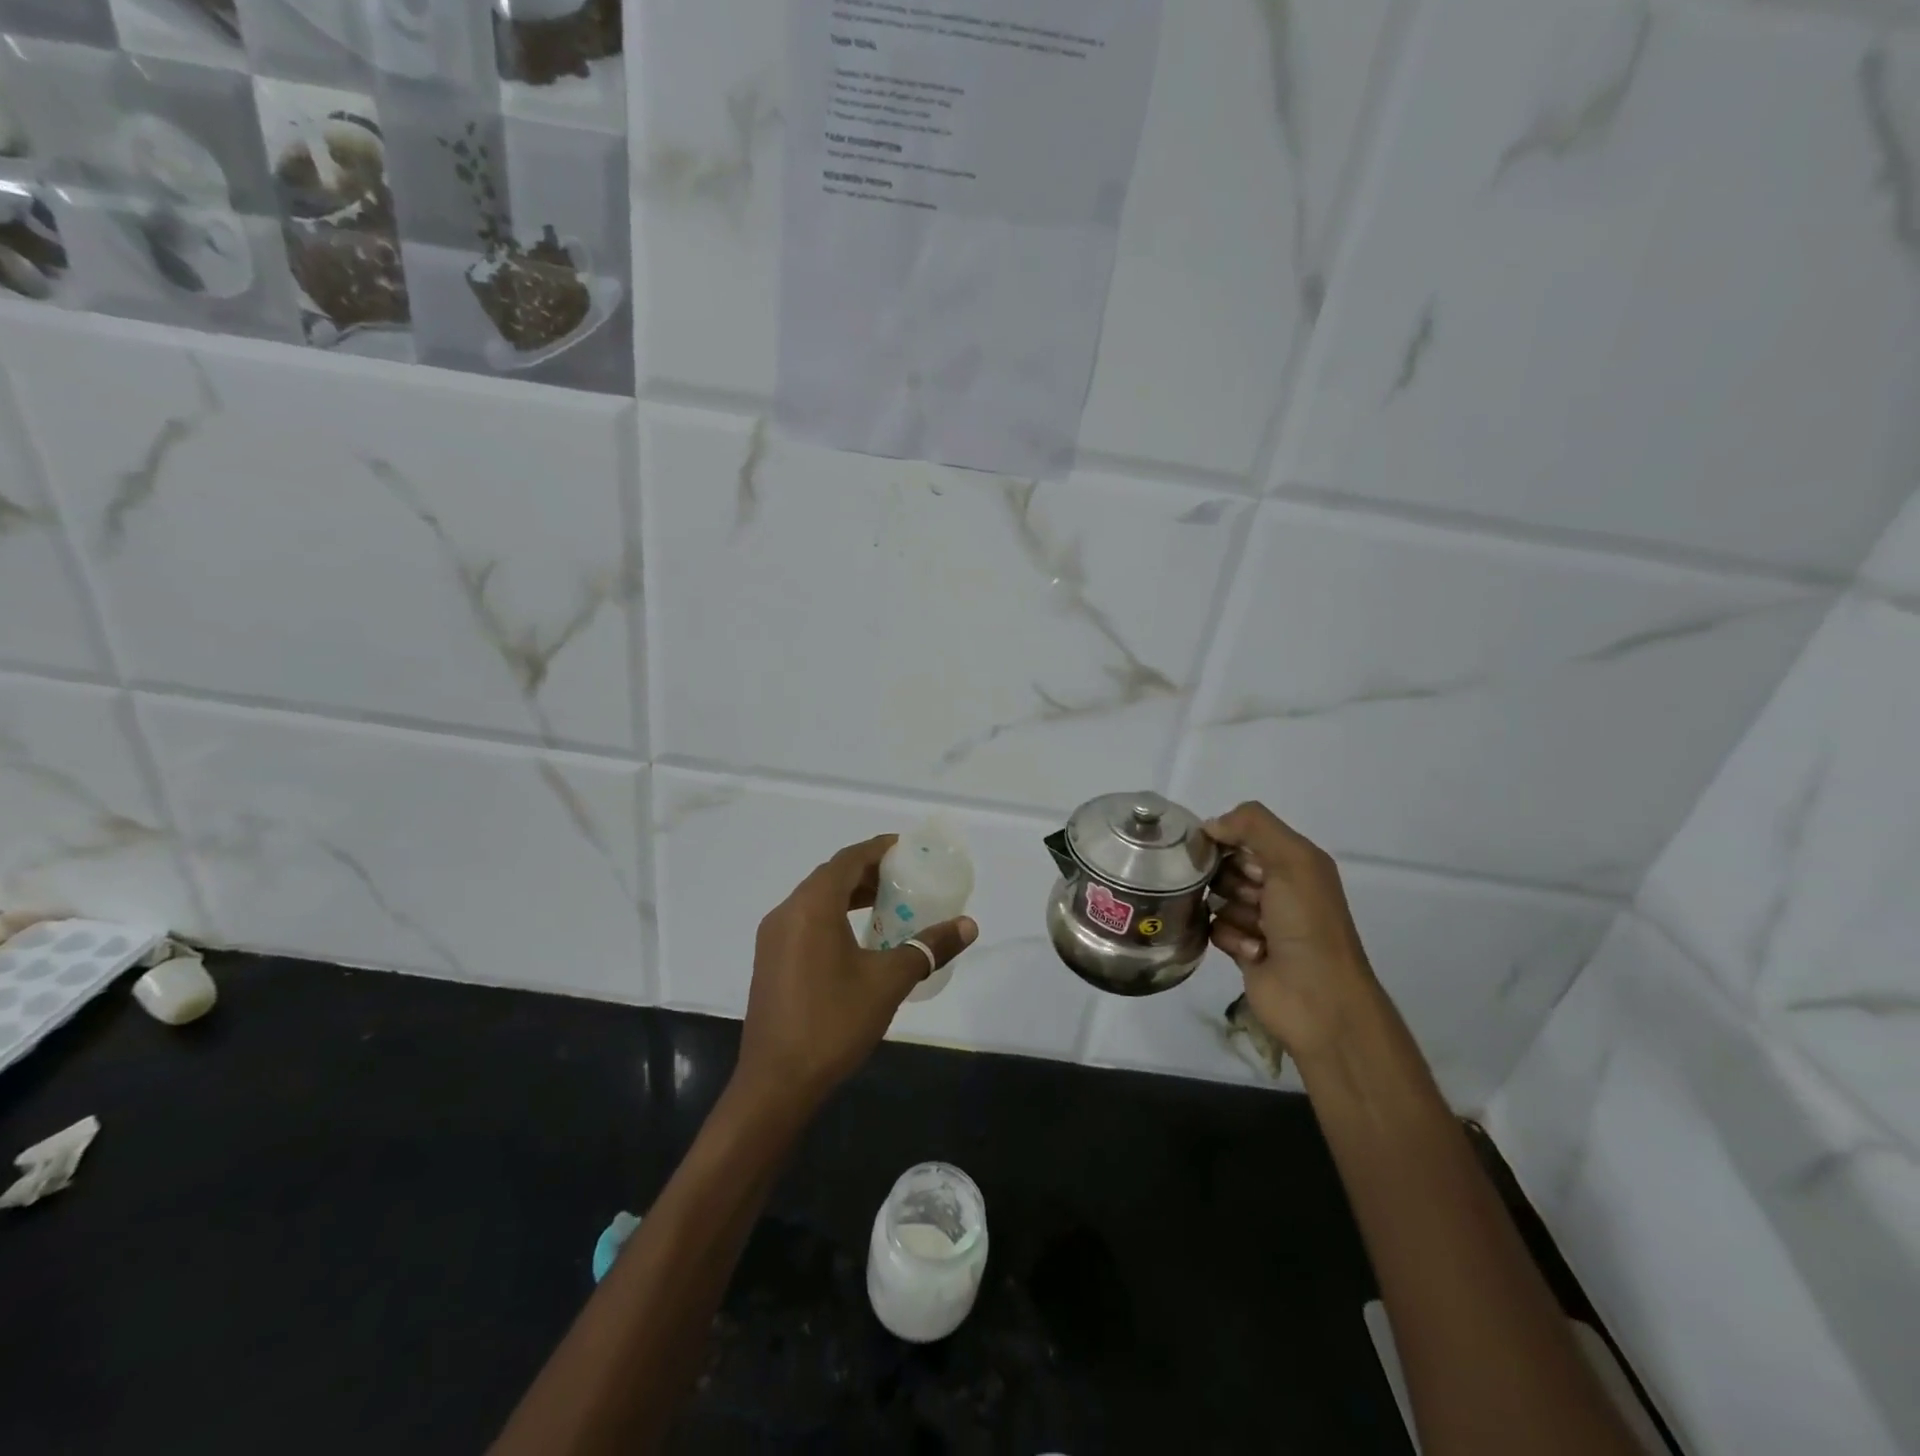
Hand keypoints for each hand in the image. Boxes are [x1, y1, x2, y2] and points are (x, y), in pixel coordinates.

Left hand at [735, 835, 977, 1112]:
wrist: (776, 1084)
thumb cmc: (833, 1023)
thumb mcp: (889, 982)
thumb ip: (928, 947)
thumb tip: (968, 925)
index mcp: (811, 907)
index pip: (848, 859)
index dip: (878, 848)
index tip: (907, 848)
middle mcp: (786, 912)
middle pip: (830, 876)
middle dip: (867, 871)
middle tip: (905, 878)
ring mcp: (773, 938)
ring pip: (815, 900)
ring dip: (850, 895)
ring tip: (887, 904)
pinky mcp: (770, 961)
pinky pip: (805, 921)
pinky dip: (833, 916)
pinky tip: (858, 939)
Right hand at [1204, 803, 1374, 1061]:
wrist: (1319, 999)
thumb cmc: (1309, 924)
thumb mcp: (1292, 861)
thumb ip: (1253, 826)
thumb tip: (1210, 825)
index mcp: (1295, 862)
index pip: (1244, 834)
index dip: (1225, 839)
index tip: (1212, 850)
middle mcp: (1278, 887)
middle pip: (1226, 866)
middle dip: (1227, 878)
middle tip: (1248, 895)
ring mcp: (1260, 920)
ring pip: (1218, 898)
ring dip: (1231, 912)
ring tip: (1255, 930)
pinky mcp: (1243, 949)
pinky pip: (1215, 928)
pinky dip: (1229, 938)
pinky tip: (1252, 952)